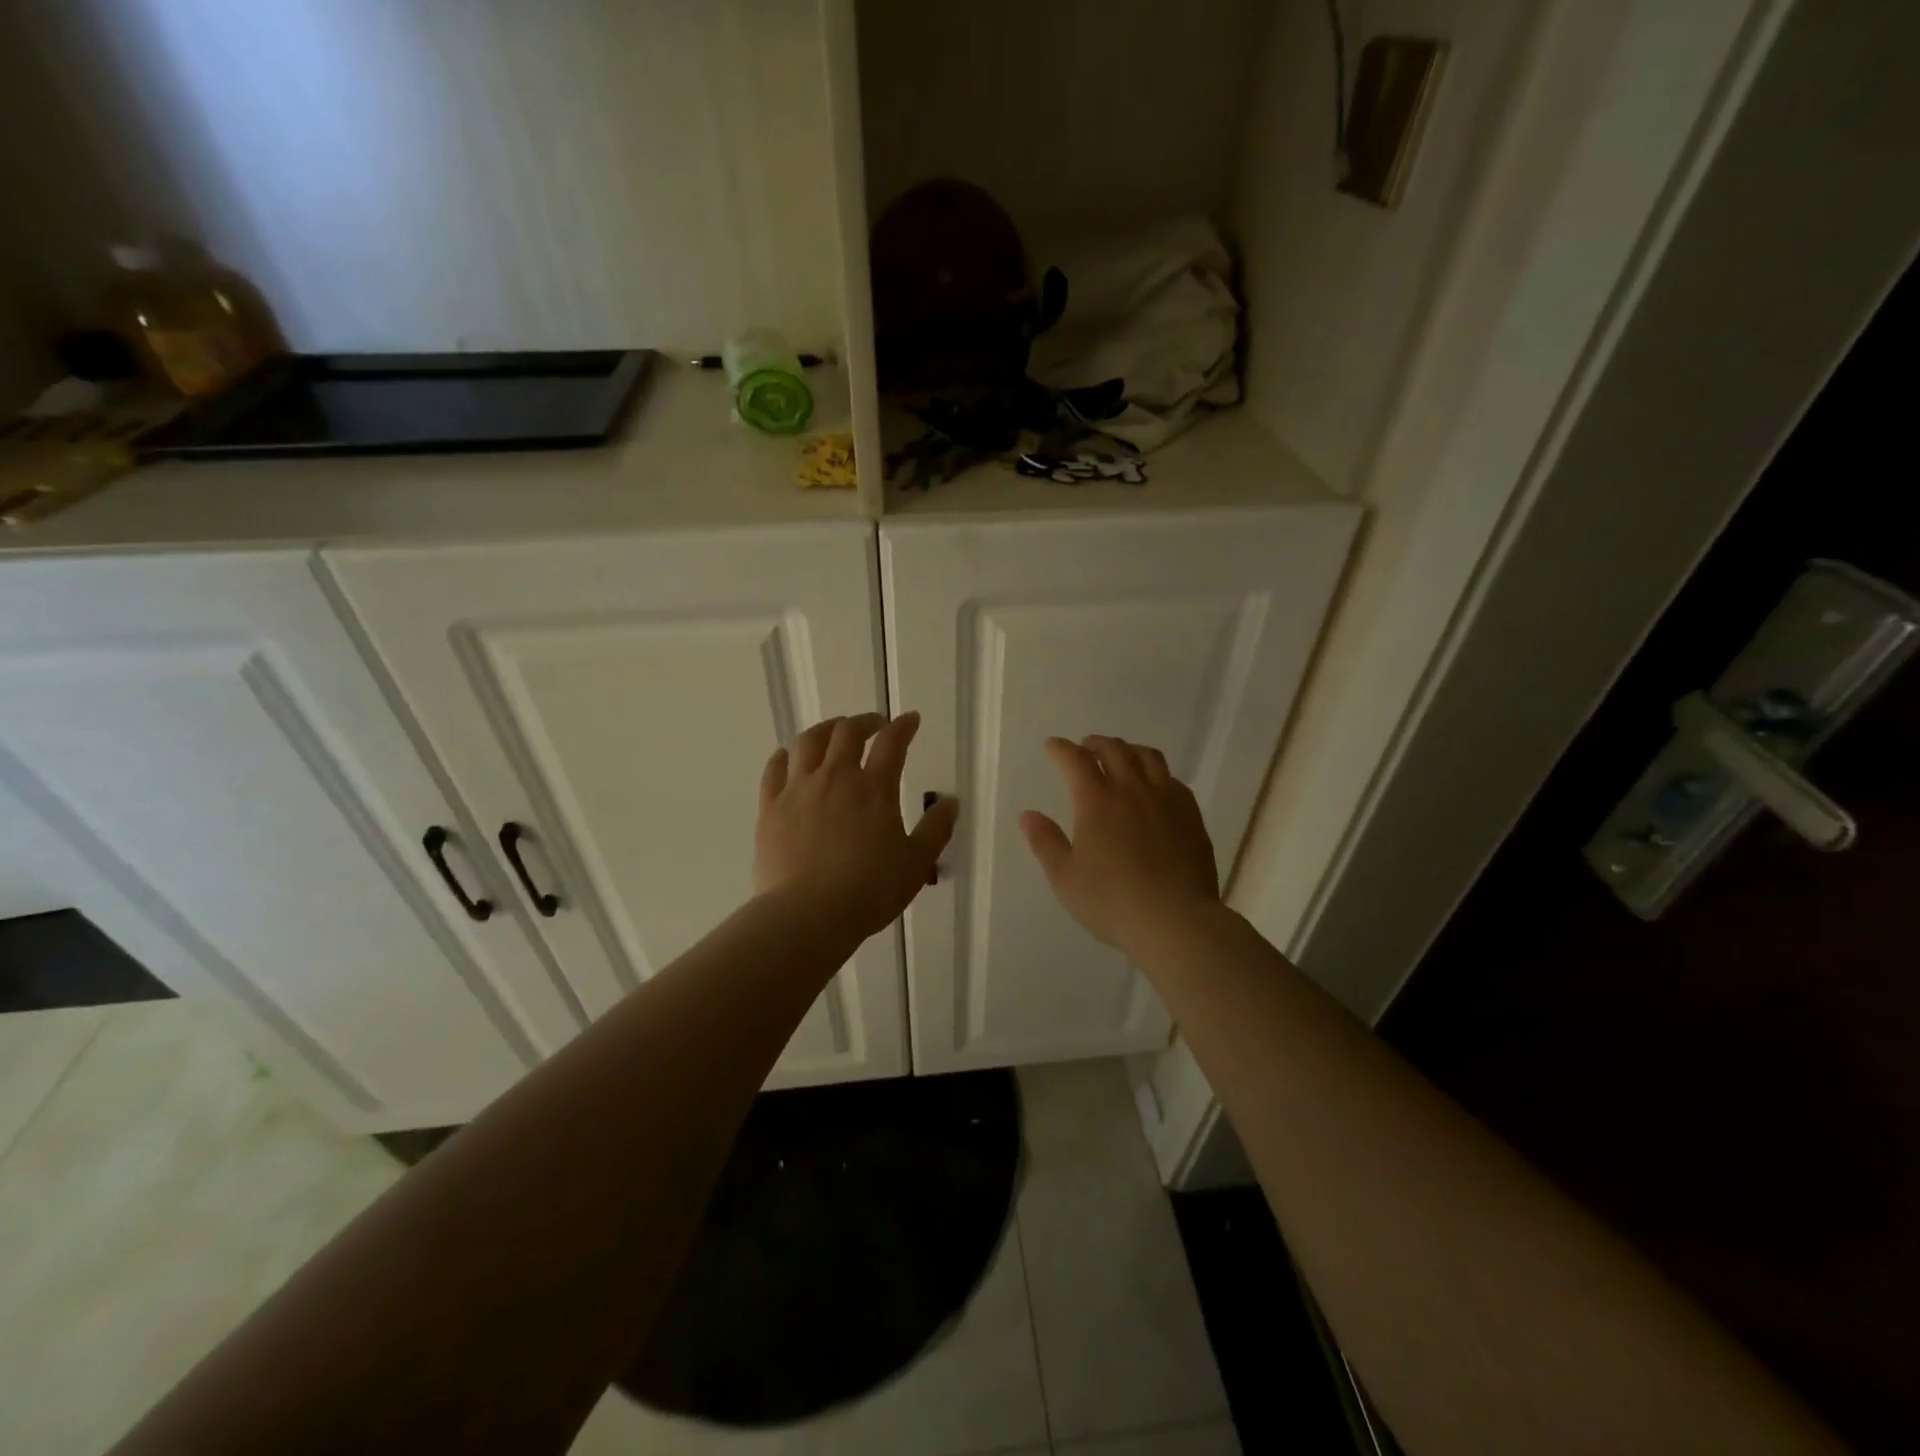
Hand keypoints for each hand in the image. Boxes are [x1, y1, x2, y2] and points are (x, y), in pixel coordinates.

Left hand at [755, 711, 959, 939]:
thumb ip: (935, 830)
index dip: (903, 726)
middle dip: (864, 721)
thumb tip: (951, 802)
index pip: (892, 744)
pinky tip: (787, 756)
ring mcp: (798, 790)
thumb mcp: (915, 864)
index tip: (910, 719)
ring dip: (825, 729)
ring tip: (833, 731)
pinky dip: (784, 756)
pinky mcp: (770, 808)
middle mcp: (835, 778)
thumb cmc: (869, 892)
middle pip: (846, 732)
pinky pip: (774, 769)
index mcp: (874, 789)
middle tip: (874, 725)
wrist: (807, 915)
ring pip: (808, 742)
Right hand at [1020, 735, 1221, 954]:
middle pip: (1114, 750)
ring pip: (1148, 757)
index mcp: (1097, 802)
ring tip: (1120, 758)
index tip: (1053, 746)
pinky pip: (1173, 780)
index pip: (1076, 761)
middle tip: (1085, 749)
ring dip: (1128, 750)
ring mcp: (1166, 800)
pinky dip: (1156, 773)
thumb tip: (1028, 815)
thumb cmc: (1112, 902)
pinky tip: (1154, 787)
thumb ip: (1045, 842)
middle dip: (1095, 744)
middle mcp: (1132, 791)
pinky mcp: (1191, 815)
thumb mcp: (1065, 878)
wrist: (1175, 920)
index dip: (1062, 749)